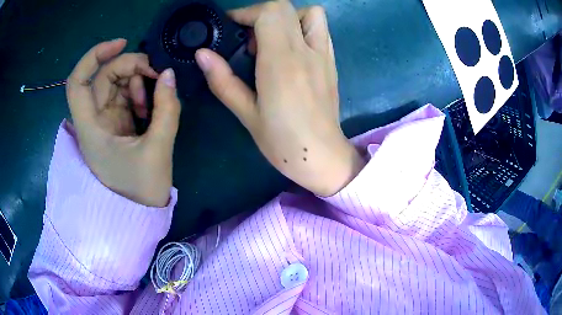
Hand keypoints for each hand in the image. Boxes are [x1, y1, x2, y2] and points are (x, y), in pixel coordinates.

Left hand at [66, 39, 180, 206]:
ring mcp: (104, 121)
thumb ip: (167, 109)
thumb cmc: (142, 190)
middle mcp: (92, 121)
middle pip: (103, 77)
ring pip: (115, 84)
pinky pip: (124, 96)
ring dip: (136, 81)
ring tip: (153, 101)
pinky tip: (149, 108)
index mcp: (90, 129)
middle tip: (156, 74)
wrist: (140, 213)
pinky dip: (139, 93)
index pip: (78, 82)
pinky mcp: (115, 124)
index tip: (123, 43)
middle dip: (130, 67)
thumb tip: (169, 74)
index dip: (95, 56)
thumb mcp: (158, 150)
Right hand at [195, 1, 364, 195]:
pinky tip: (291, 51)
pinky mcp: (331, 63)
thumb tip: (202, 54)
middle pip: (286, 7)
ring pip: (310, 14)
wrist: (322, 156)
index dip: (246, 13)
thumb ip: (222, 80)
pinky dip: (303, 28)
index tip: (231, 27)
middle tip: (248, 38)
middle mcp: (306, 51)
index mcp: (281, 62)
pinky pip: (321, 30)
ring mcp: (324, 55)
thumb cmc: (282, 141)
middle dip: (261, 13)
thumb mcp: (246, 113)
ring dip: (287, 17)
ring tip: (272, 41)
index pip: (269, 12)